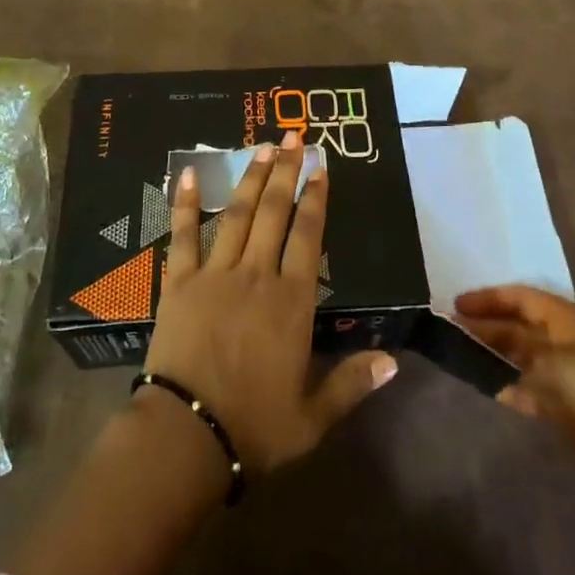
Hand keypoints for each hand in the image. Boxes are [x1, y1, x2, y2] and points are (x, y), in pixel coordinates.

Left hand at [144, 130, 396, 474]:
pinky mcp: (181, 281)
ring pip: (237, 214)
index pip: (308, 236)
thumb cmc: (254, 428)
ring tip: (261, 146)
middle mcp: (257, 275)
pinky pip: (184, 234)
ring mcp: (216, 273)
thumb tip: (394, 361)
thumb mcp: (313, 417)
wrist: (187, 437)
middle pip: (274, 212)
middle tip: (293, 137)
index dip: (316, 198)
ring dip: (250, 177)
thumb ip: (352, 383)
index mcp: (291, 302)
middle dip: (286, 171)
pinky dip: (186, 202)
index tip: (320, 167)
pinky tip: (189, 173)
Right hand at [458, 285, 574, 520]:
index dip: (489, 298)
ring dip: (495, 356)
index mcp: (568, 322)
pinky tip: (490, 389)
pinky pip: (532, 390)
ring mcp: (569, 377)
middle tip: (450, 330)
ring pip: (523, 358)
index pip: (521, 298)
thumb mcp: (562, 371)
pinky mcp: (572, 410)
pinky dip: (510, 387)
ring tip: (461, 356)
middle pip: (519, 327)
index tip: (457, 304)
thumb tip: (494, 365)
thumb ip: (523, 362)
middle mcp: (565, 343)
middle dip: (487, 326)